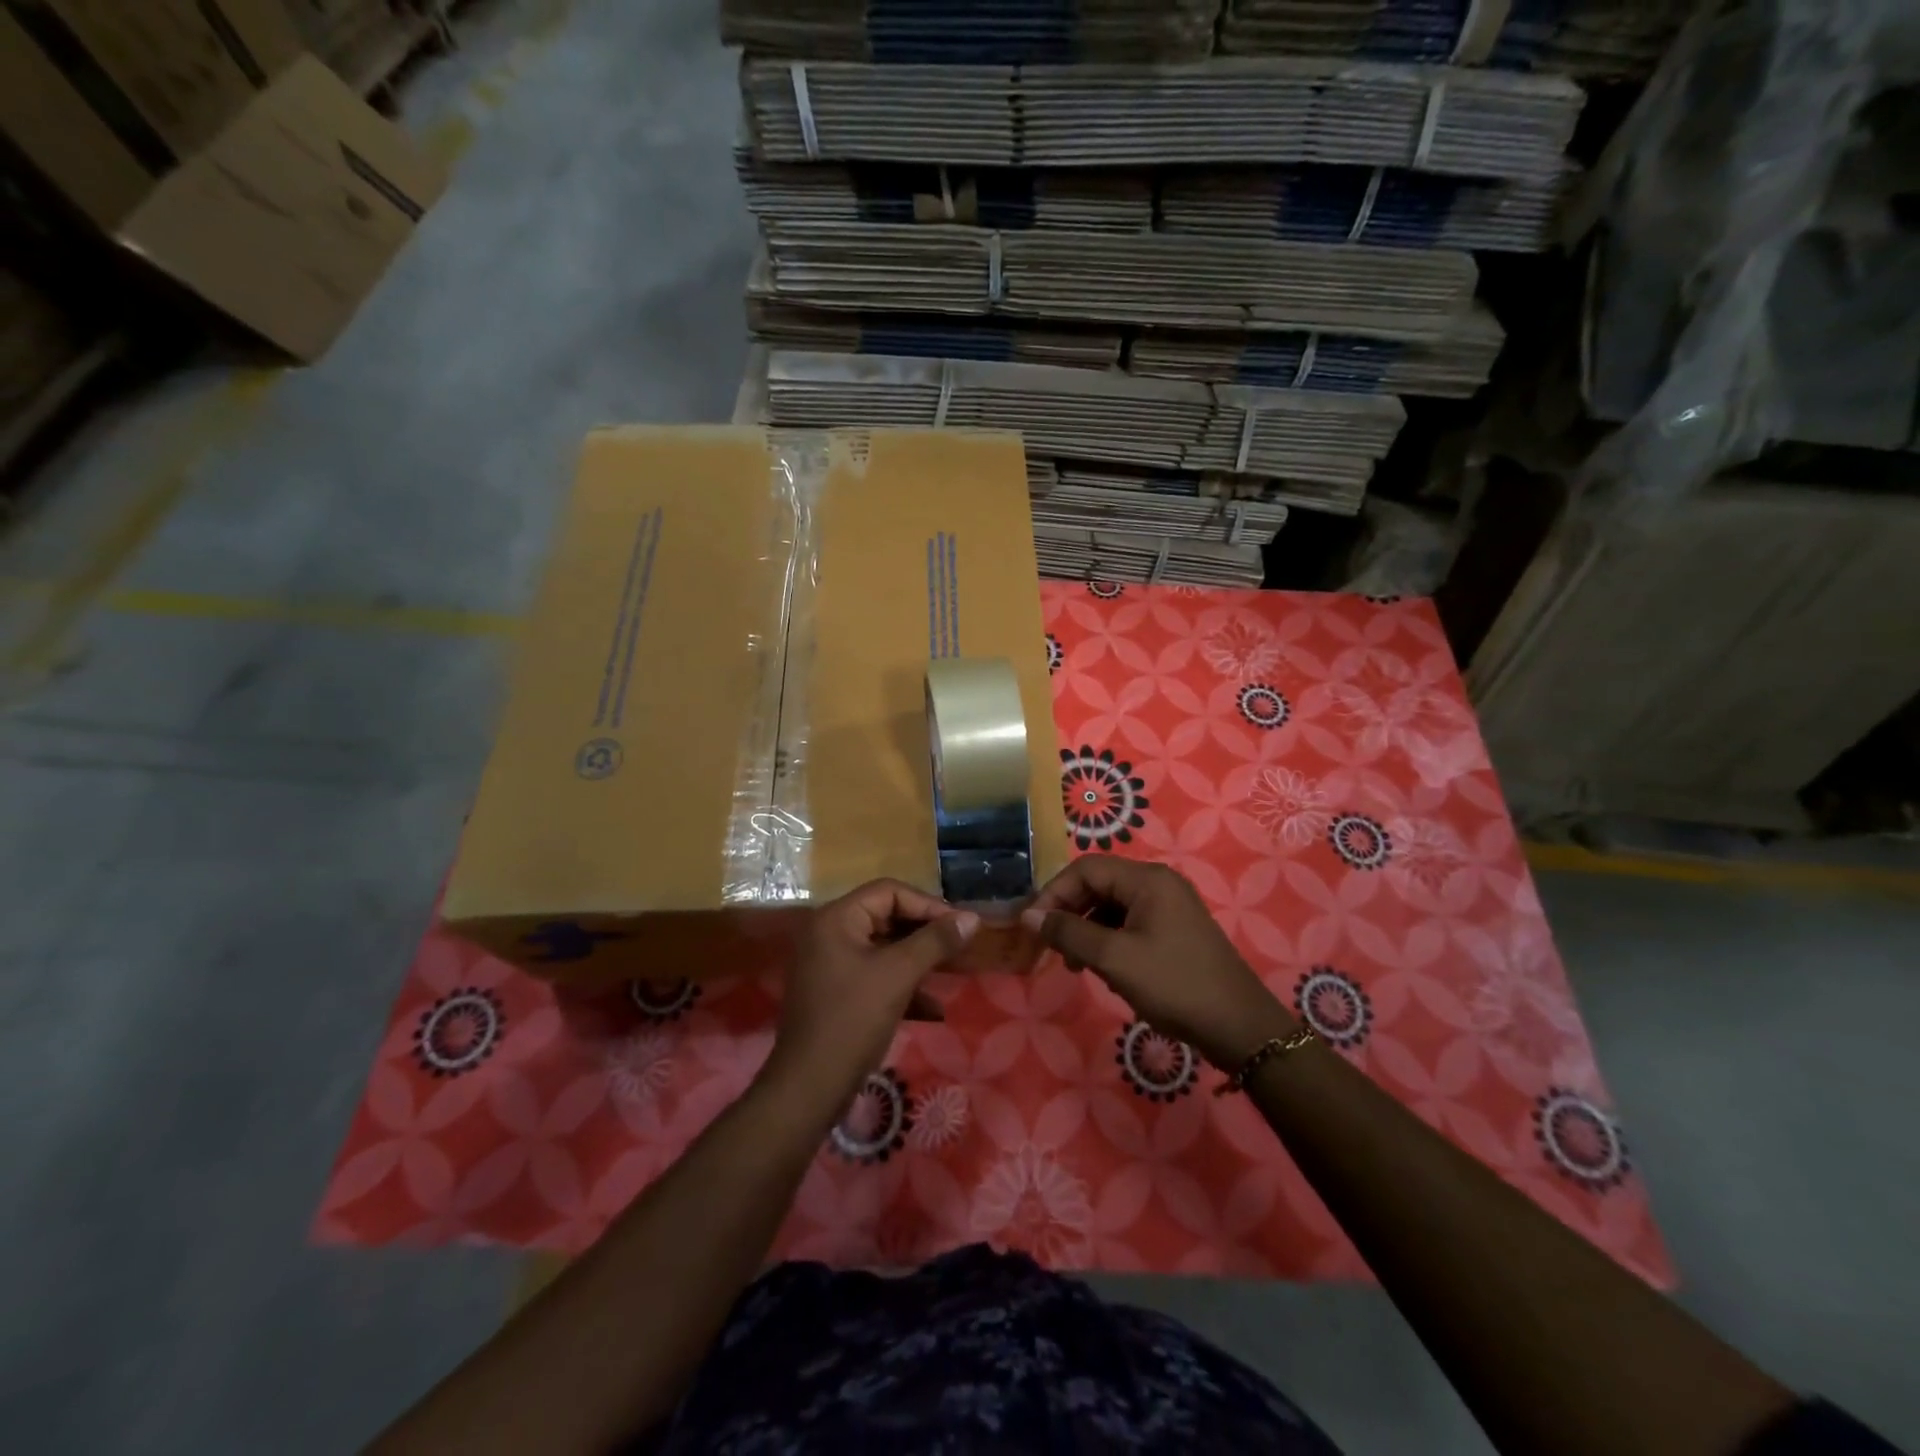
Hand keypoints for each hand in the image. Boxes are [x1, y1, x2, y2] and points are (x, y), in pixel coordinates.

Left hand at [765, 880, 978, 1110]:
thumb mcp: (899, 975)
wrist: (809, 1088)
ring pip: (883, 949)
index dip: (928, 904)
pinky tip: (933, 1009)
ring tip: (952, 971)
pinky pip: (875, 976)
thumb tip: (972, 918)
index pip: (888, 892)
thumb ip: (935, 941)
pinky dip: (903, 985)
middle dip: (925, 932)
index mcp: (836, 919)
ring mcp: (830, 965)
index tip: (960, 925)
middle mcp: (829, 934)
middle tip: (959, 945)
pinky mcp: (836, 994)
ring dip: (918, 960)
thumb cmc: (852, 1020)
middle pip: (886, 917)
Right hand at [1021, 856, 1291, 1070]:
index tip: (1033, 926)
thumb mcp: (1114, 959)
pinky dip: (1109, 941)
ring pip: (1112, 907)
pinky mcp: (1174, 931)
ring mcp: (1169, 907)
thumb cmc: (1174, 985)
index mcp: (1147, 879)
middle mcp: (1158, 884)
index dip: (1054, 893)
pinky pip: (1129, 924)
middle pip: (1098, 884)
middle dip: (1070, 913)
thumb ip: (1069, 932)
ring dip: (1087, 931)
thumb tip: (1028, 916)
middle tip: (1051, 947)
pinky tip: (1105, 970)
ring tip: (1075, 965)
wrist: (1239, 1027)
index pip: (1086, 869)